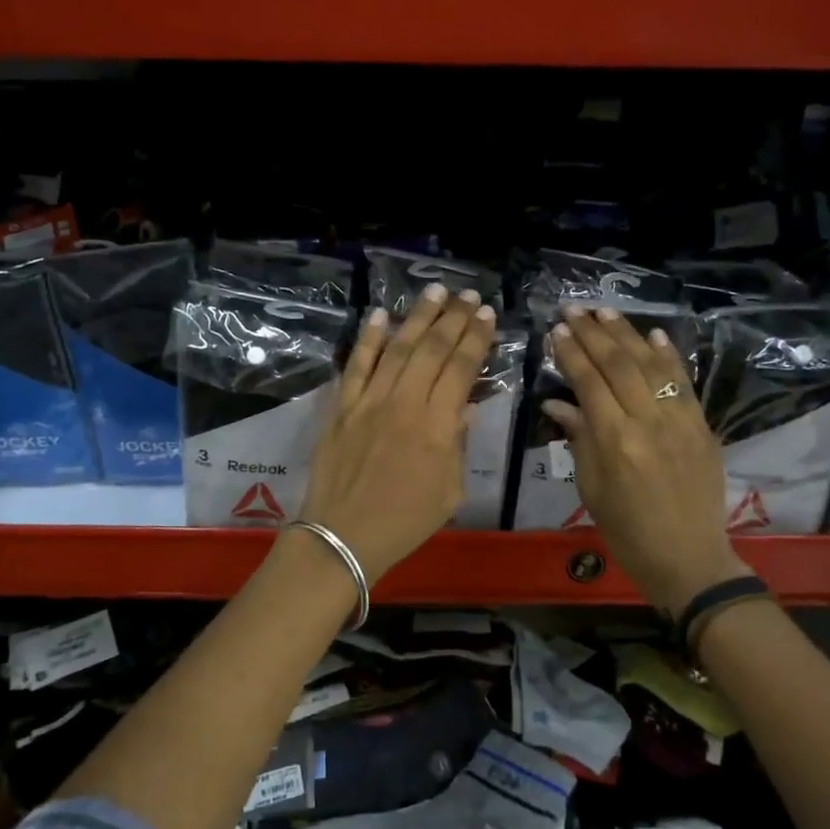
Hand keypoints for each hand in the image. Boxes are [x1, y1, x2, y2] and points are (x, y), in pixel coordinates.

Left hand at [298, 284, 495, 584]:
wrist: (343, 537)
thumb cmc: (405, 522)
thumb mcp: (450, 491)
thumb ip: (457, 445)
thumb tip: (462, 408)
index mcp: (436, 426)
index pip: (461, 369)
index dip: (476, 339)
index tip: (488, 315)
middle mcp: (404, 404)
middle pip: (432, 349)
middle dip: (454, 318)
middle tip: (469, 295)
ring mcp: (369, 402)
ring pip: (397, 348)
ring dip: (417, 316)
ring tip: (435, 291)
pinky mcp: (342, 407)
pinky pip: (356, 365)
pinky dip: (368, 339)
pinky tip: (379, 315)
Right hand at [542, 306, 751, 616]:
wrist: (688, 558)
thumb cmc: (627, 531)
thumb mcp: (590, 489)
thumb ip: (578, 438)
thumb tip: (557, 403)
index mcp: (615, 441)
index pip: (589, 383)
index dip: (571, 353)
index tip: (557, 330)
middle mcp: (648, 422)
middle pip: (619, 365)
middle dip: (594, 334)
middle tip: (574, 309)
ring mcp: (680, 421)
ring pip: (651, 365)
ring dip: (627, 334)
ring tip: (605, 311)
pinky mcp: (702, 425)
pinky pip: (684, 382)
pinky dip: (668, 355)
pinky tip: (653, 334)